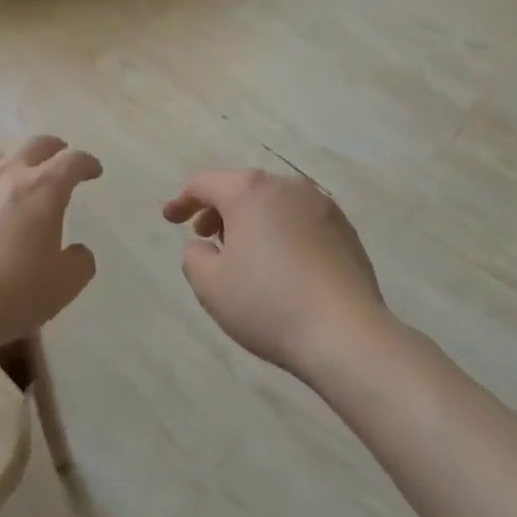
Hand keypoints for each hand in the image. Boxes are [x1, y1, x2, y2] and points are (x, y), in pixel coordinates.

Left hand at [0, 135, 100, 360]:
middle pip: (36, 145)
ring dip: (18, 161)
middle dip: (54, 148)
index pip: (72, 161)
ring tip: (21, 177)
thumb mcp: (62, 287)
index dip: (87, 163)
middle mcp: (9, 175)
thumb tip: (78, 251)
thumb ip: (80, 264)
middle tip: (61, 158)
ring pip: (0, 157)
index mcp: (44, 188)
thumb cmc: (9, 295)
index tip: (94, 170)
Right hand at [163, 169, 389, 380]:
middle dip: (220, 209)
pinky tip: (283, 265)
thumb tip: (205, 245)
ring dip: (253, 220)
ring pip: (274, 203)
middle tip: (206, 237)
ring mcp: (320, 204)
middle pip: (242, 188)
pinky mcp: (345, 228)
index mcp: (249, 191)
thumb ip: (195, 257)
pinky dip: (283, 232)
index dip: (183, 200)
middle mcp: (286, 186)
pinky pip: (301, 220)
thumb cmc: (268, 304)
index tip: (170, 219)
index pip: (205, 184)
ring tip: (245, 253)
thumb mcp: (211, 286)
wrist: (345, 332)